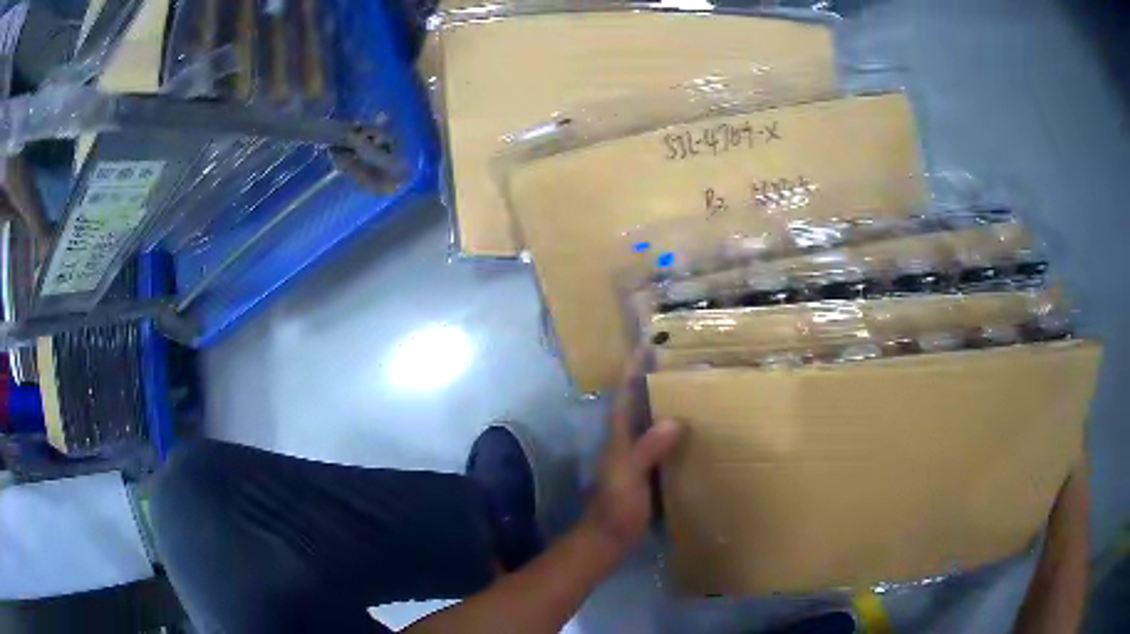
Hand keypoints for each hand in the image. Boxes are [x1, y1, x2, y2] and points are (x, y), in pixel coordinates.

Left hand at [581, 352, 683, 558]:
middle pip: (638, 406)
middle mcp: (626, 443)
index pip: (624, 397)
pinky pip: (662, 445)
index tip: (647, 346)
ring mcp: (636, 460)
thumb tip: (674, 419)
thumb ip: (648, 450)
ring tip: (692, 390)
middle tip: (680, 364)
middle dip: (653, 383)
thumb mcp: (629, 477)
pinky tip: (694, 434)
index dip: (632, 371)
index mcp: (618, 439)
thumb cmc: (615, 509)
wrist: (607, 542)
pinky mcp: (646, 475)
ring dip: (665, 406)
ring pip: (650, 424)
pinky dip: (675, 434)